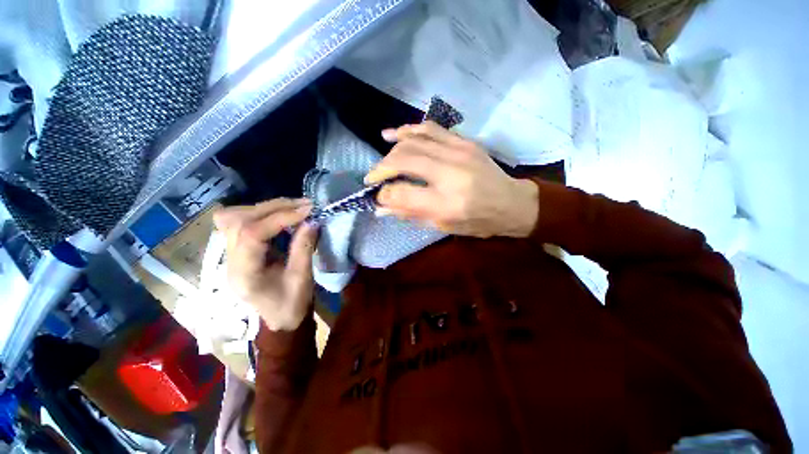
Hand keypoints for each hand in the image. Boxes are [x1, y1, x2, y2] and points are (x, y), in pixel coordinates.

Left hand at [213, 198, 317, 331]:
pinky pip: (241, 220)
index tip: (307, 210)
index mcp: (244, 274)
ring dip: (267, 208)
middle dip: (275, 208)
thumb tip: (312, 220)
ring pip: (235, 217)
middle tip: (304, 205)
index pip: (252, 234)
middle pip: (239, 220)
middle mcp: (229, 260)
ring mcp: (230, 253)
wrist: (280, 318)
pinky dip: (262, 213)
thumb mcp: (302, 278)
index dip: (280, 218)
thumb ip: (304, 247)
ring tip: (294, 207)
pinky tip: (282, 214)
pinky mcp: (237, 248)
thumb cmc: (291, 304)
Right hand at [366, 122, 538, 238]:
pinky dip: (408, 130)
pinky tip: (394, 134)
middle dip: (382, 168)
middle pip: (404, 160)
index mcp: (447, 203)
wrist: (512, 203)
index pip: (402, 193)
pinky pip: (430, 129)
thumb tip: (382, 207)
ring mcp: (459, 152)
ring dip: (392, 149)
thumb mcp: (444, 226)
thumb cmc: (478, 221)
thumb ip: (411, 214)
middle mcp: (451, 173)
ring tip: (382, 160)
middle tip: (374, 177)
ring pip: (413, 141)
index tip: (377, 196)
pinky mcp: (464, 142)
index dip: (384, 194)